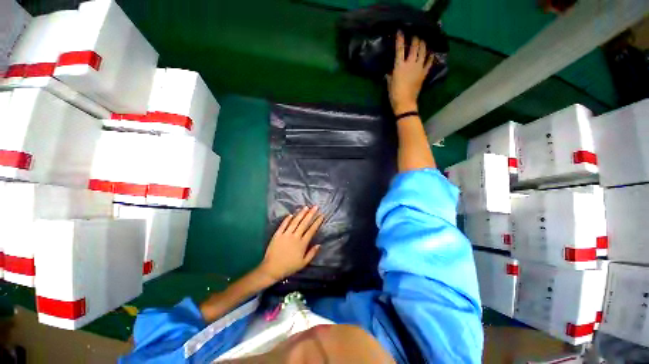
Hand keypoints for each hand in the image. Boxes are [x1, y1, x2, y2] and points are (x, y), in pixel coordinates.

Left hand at [259, 206, 323, 281]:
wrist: (272, 269)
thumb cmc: (289, 267)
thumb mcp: (303, 263)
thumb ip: (312, 253)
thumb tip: (319, 245)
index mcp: (302, 243)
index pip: (312, 230)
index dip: (317, 222)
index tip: (322, 215)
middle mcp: (295, 236)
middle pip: (304, 223)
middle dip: (311, 214)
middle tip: (315, 207)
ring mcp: (286, 234)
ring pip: (295, 221)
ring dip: (301, 214)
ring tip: (306, 207)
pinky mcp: (277, 234)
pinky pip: (283, 225)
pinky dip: (287, 219)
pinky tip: (291, 214)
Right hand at [388, 32, 434, 114]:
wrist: (405, 103)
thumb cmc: (394, 94)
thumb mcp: (389, 83)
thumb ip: (390, 74)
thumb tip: (391, 69)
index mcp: (400, 66)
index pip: (400, 49)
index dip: (400, 39)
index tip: (400, 31)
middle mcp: (411, 63)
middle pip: (414, 46)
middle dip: (415, 38)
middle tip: (415, 34)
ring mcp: (419, 68)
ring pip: (423, 51)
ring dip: (423, 44)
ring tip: (423, 40)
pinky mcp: (424, 73)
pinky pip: (429, 62)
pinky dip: (430, 56)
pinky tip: (431, 52)